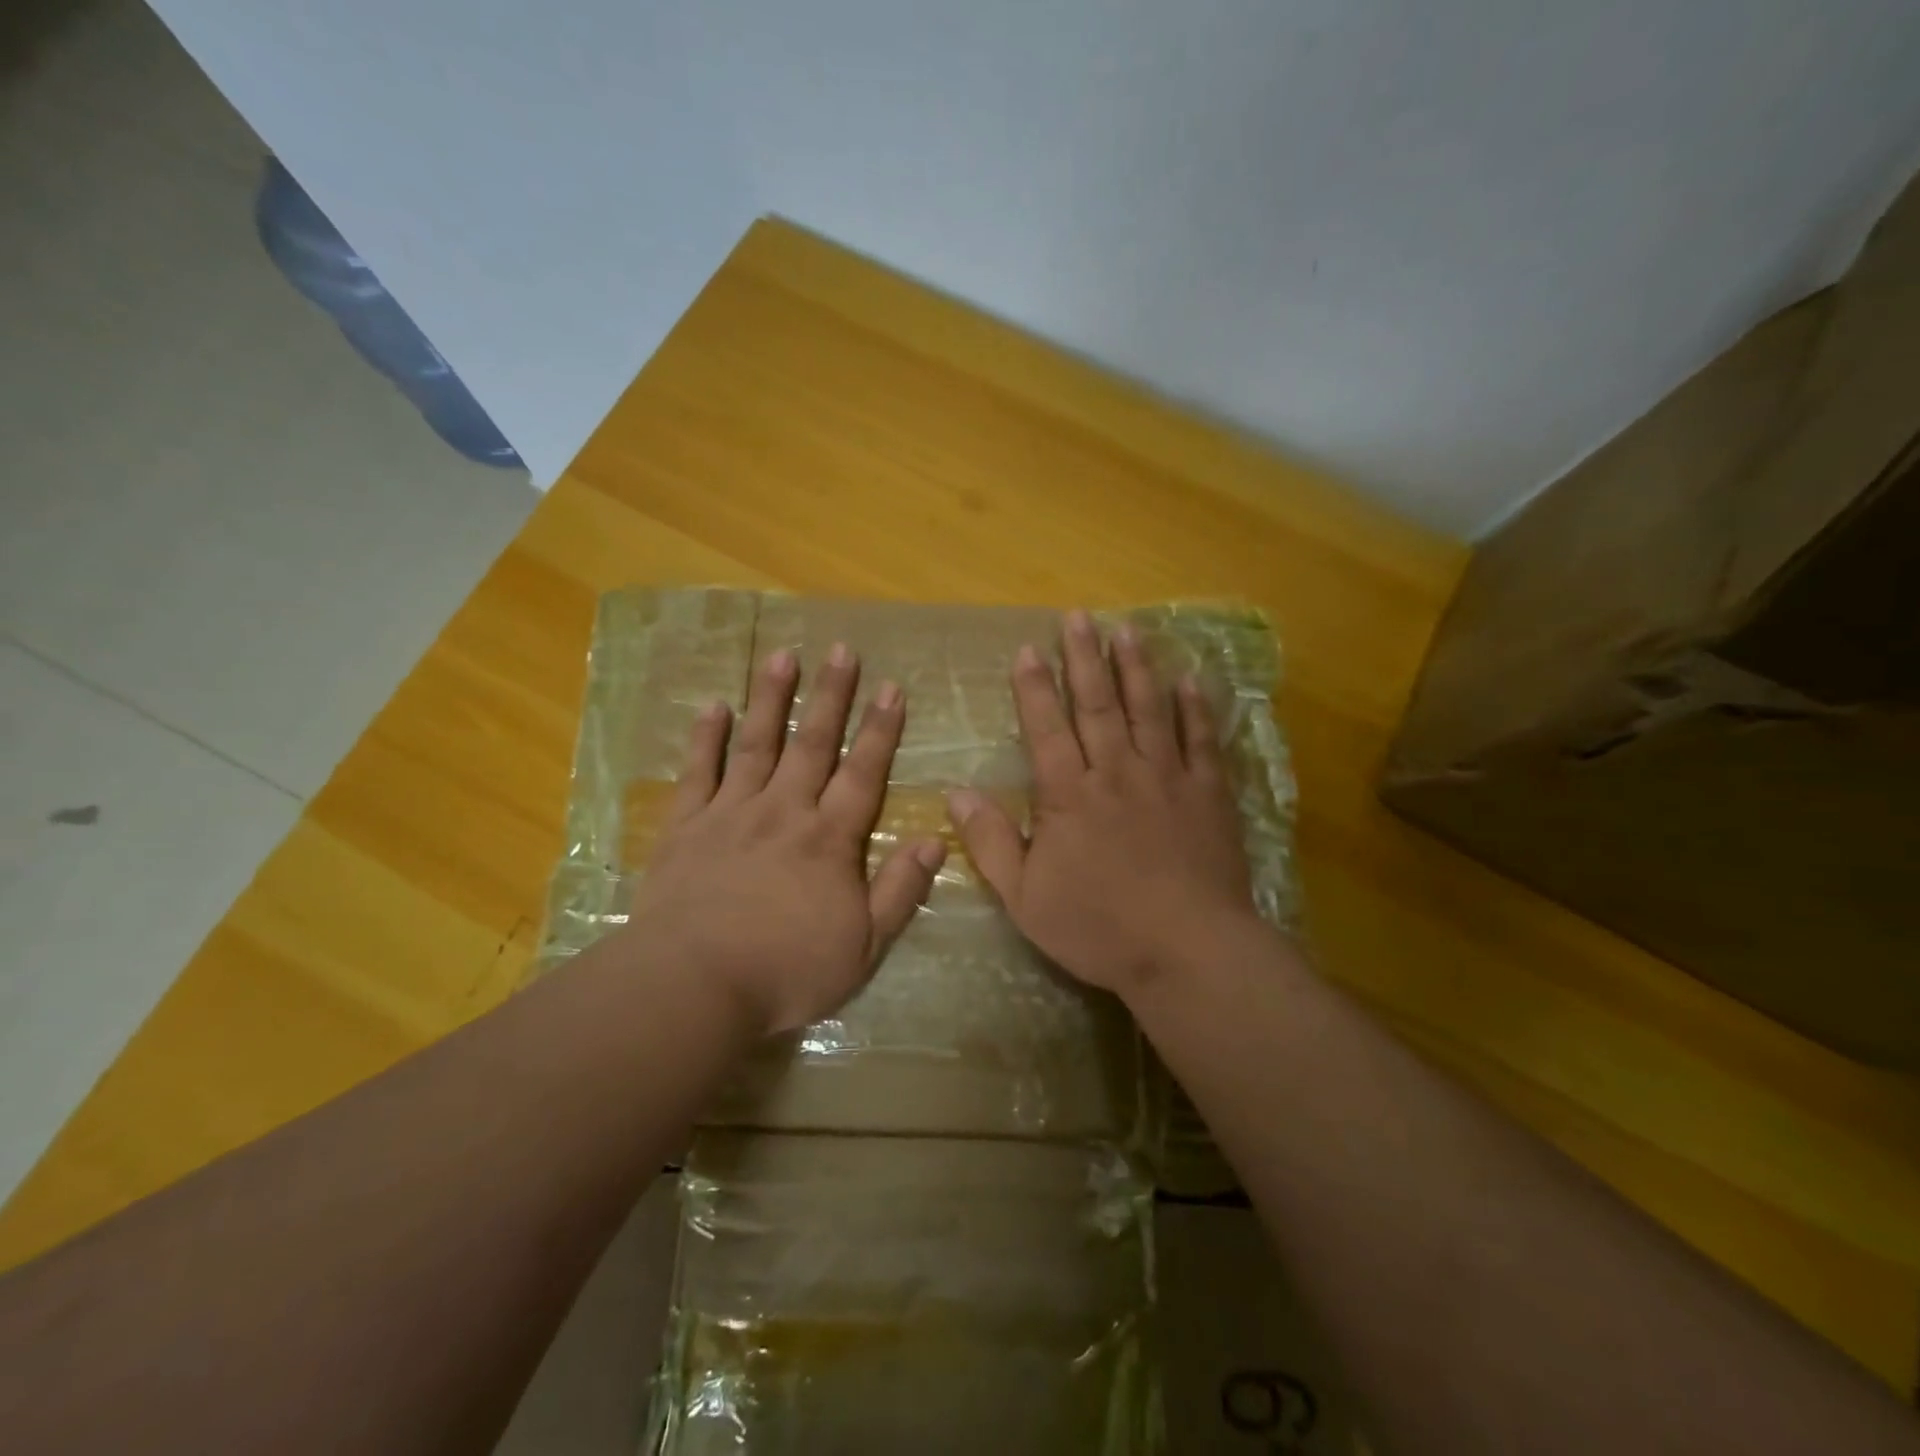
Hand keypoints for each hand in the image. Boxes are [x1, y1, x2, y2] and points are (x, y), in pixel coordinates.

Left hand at [625, 644, 946, 1037]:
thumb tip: (935, 840)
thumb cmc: (786, 970)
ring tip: (783, 656)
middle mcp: (784, 811)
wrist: (694, 984)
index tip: (891, 688)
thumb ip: (900, 890)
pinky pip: (698, 772)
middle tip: (841, 650)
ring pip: (757, 744)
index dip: (880, 730)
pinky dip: (706, 738)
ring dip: (772, 698)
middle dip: (831, 696)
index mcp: (829, 839)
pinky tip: (714, 706)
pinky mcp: (686, 827)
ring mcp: (731, 813)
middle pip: (813, 744)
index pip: (863, 773)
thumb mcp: (863, 945)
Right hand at [947, 610, 1255, 1001]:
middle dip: (1084, 658)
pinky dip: (1195, 709)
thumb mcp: (1026, 897)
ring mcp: (1167, 778)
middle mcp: (1117, 772)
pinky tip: (1189, 681)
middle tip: (1078, 617)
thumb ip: (991, 842)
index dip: (1035, 687)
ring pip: (1148, 710)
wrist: (1188, 951)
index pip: (1047, 728)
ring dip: (1135, 668)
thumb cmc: (1100, 928)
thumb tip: (957, 792)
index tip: (1029, 649)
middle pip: (1097, 705)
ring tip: (1127, 629)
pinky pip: (1201, 741)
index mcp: (1070, 795)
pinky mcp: (1208, 794)